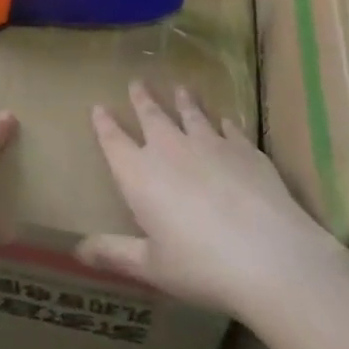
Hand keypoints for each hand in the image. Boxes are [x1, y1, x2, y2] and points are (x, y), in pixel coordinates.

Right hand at [78, 82, 345, 314]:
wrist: (270, 256)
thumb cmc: (201, 266)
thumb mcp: (152, 267)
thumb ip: (114, 253)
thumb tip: (77, 250)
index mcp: (139, 174)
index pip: (113, 140)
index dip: (104, 123)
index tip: (98, 106)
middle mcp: (169, 148)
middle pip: (151, 115)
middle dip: (142, 98)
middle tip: (137, 82)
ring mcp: (209, 144)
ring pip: (191, 113)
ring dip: (184, 100)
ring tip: (181, 88)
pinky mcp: (245, 149)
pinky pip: (229, 129)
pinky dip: (224, 123)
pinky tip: (225, 121)